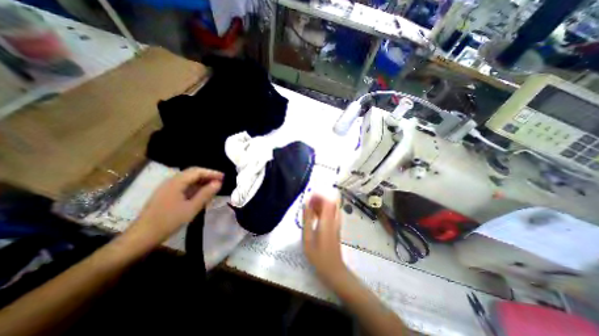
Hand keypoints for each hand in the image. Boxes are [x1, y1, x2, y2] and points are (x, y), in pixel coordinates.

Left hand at [125, 167, 221, 246]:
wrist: (142, 236)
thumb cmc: (169, 221)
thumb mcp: (192, 208)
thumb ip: (206, 194)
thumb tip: (218, 183)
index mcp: (176, 182)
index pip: (197, 171)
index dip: (212, 173)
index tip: (224, 177)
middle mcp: (171, 181)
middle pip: (192, 173)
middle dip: (207, 175)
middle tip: (220, 180)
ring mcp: (167, 188)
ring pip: (188, 179)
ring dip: (202, 181)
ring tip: (213, 186)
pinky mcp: (166, 194)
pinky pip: (184, 185)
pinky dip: (195, 187)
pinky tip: (201, 193)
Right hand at [302, 195, 348, 287]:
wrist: (333, 269)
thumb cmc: (318, 254)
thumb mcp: (308, 237)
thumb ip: (307, 219)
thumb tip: (306, 204)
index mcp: (327, 220)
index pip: (327, 201)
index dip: (319, 196)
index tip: (309, 197)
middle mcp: (334, 220)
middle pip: (330, 202)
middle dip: (319, 199)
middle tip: (308, 203)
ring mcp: (337, 224)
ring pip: (331, 208)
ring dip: (321, 205)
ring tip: (310, 209)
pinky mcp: (336, 228)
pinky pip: (331, 214)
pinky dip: (323, 211)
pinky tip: (315, 216)